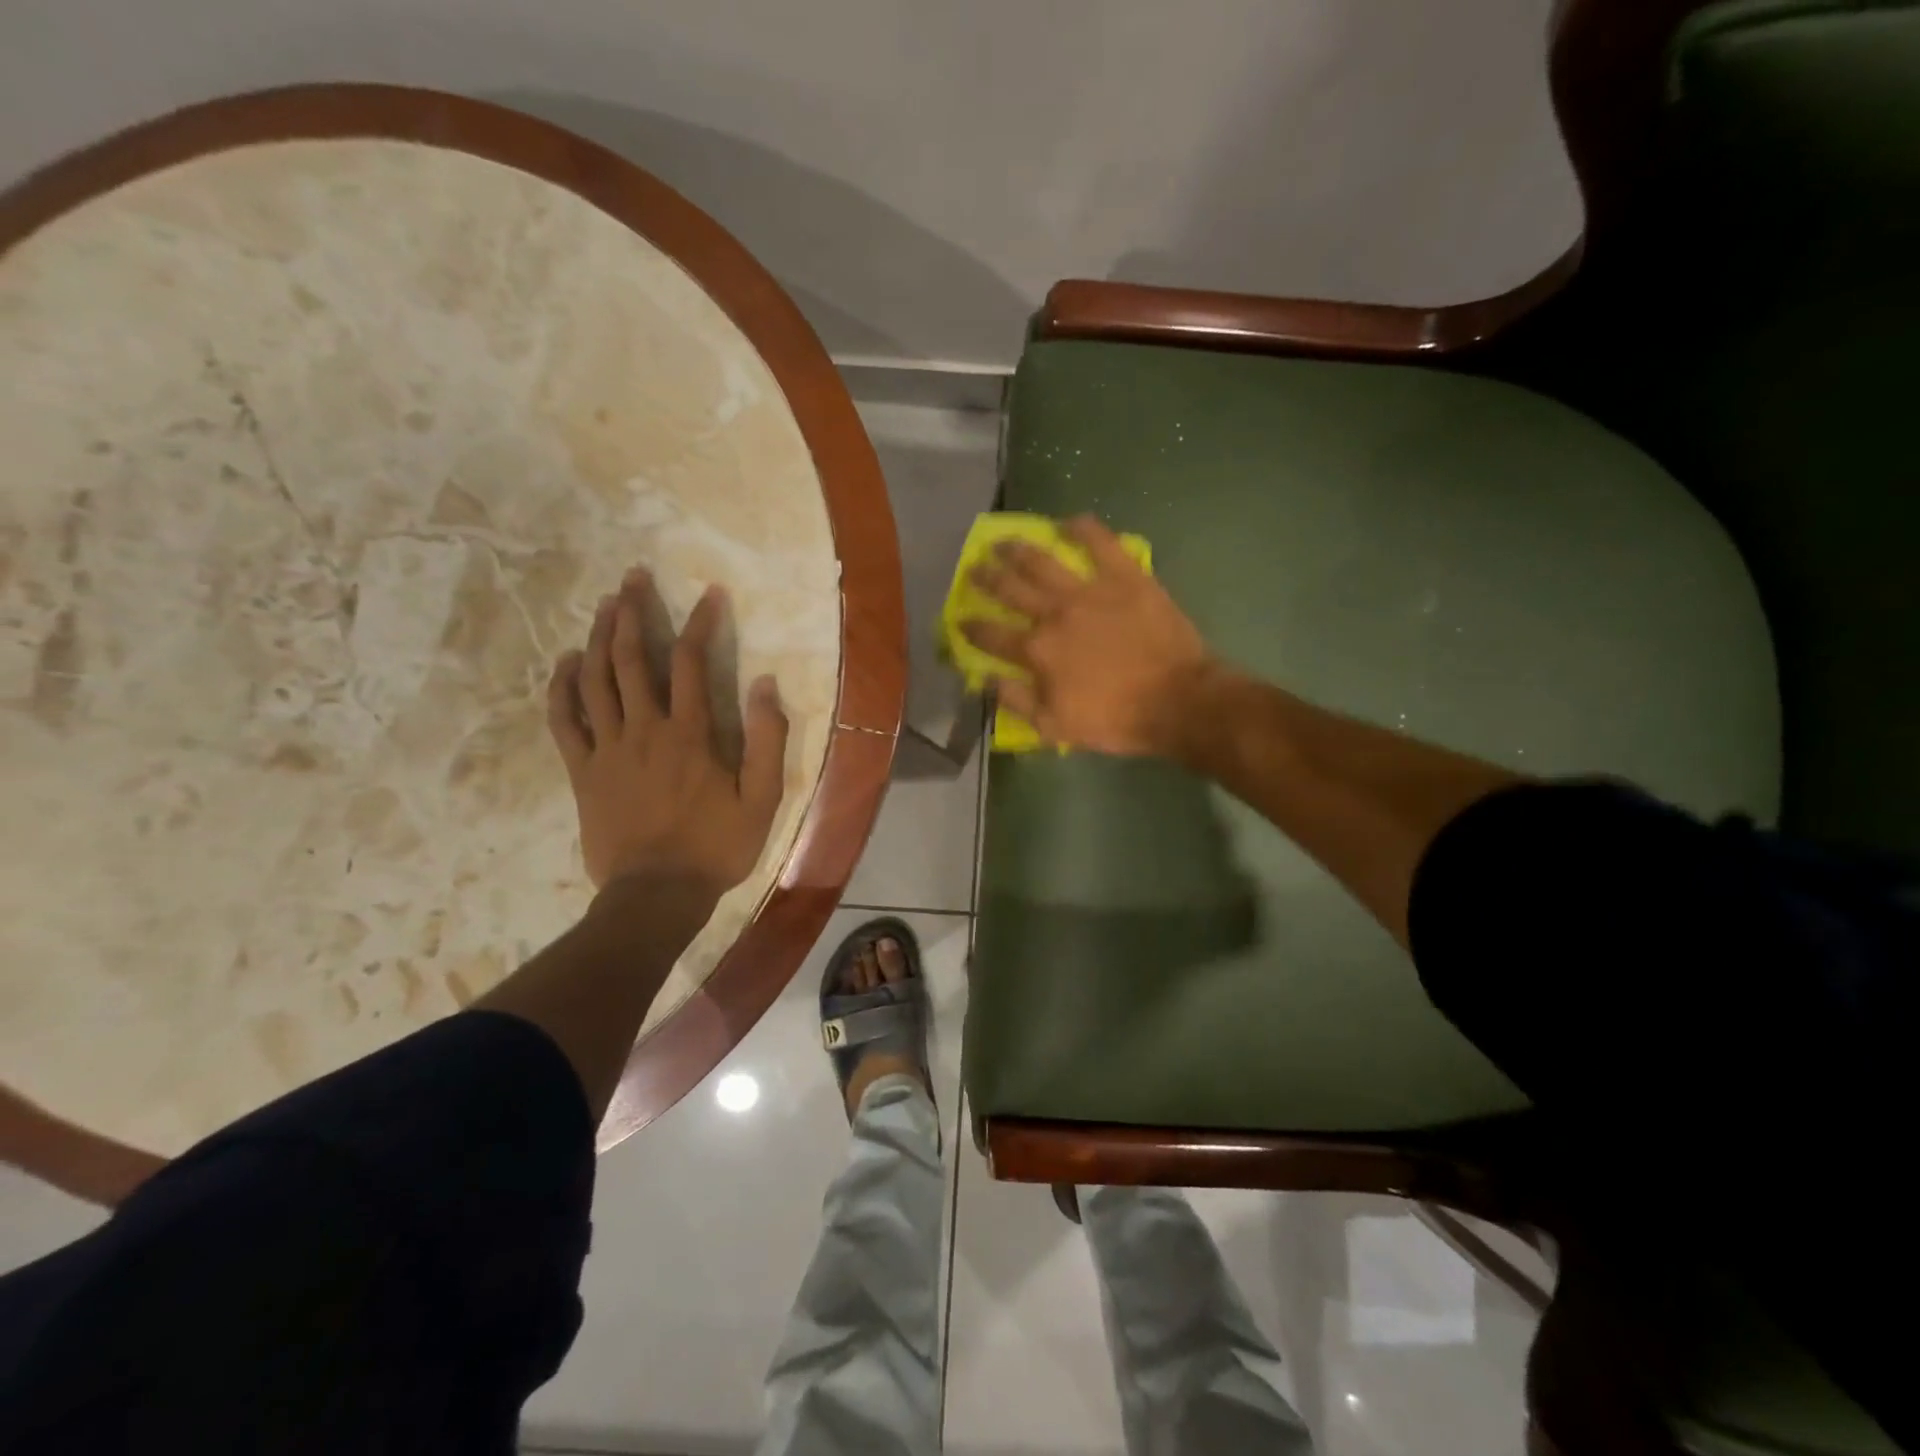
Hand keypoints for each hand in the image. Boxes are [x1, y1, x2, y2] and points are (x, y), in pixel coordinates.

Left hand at [547, 569, 789, 895]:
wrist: (657, 895)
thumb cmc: (716, 847)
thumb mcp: (762, 798)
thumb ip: (766, 739)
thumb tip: (764, 683)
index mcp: (689, 733)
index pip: (691, 660)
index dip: (700, 621)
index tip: (708, 592)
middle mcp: (644, 729)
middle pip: (631, 658)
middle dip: (633, 611)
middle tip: (633, 576)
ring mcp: (607, 749)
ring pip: (595, 679)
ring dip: (597, 636)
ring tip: (603, 604)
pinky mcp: (582, 772)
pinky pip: (564, 721)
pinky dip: (562, 687)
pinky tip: (565, 662)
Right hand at [962, 515, 1211, 755]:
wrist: (1177, 700)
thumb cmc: (1116, 719)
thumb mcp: (1056, 727)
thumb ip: (1015, 700)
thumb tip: (986, 677)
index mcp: (1037, 650)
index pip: (991, 634)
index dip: (971, 627)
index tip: (960, 619)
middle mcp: (1054, 613)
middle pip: (1010, 588)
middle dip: (987, 577)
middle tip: (975, 567)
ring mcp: (1090, 590)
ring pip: (1044, 560)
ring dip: (1019, 548)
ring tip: (1004, 541)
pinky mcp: (1125, 577)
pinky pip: (1101, 543)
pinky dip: (1084, 529)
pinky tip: (1069, 521)